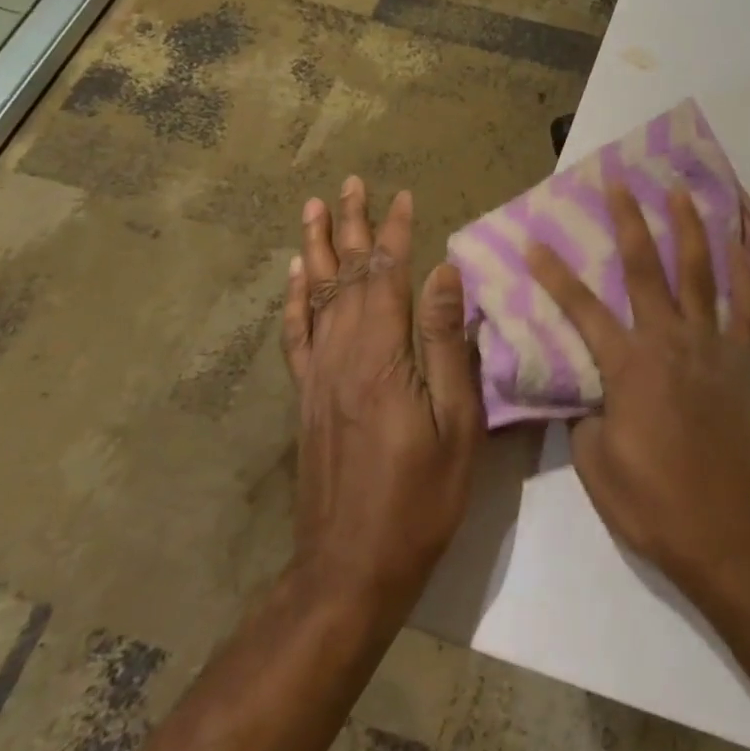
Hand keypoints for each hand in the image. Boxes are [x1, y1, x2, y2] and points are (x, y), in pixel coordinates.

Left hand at [281, 177, 483, 622]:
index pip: (388, 276)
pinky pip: (296, 335)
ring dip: (316, 248)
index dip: (396, 233)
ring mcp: (318, 376)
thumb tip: (445, 272)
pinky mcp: (307, 398)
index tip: (405, 196)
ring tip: (314, 209)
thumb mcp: (455, 421)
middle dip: (350, 226)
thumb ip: (445, 342)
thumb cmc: (421, 495)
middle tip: (350, 183)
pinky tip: (294, 277)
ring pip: (314, 296)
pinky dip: (294, 299)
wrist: (351, 566)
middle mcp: (341, 354)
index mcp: (381, 357)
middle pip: (345, 275)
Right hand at [528, 184, 749, 604]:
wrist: (730, 534)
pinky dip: (746, 276)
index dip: (554, 274)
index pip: (580, 309)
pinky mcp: (744, 364)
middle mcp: (670, 341)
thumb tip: (590, 393)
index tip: (535, 241)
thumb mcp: (596, 466)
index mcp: (628, 365)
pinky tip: (740, 249)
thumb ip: (587, 417)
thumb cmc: (655, 504)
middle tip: (619, 182)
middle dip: (628, 221)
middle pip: (645, 268)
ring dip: (689, 229)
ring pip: (700, 274)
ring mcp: (712, 347)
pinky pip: (749, 310)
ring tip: (681, 193)